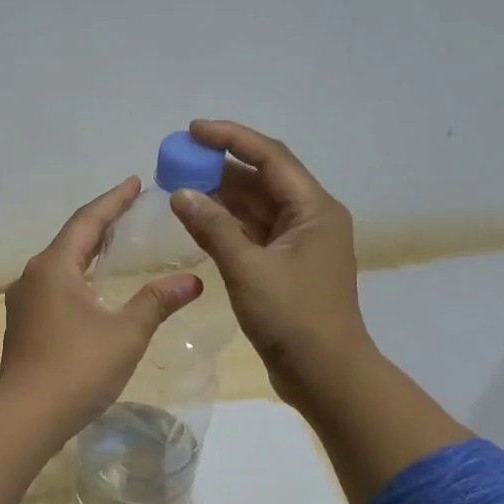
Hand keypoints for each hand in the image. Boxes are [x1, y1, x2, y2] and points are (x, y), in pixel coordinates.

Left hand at [0, 178, 199, 503]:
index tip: (135, 181)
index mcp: (54, 267)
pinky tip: (93, 288)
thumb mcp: (127, 332)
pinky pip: (54, 287)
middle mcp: (33, 276)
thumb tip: (194, 280)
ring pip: (60, 264)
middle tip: (130, 209)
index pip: (88, 221)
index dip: (114, 200)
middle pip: (71, 239)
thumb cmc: (79, 368)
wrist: (27, 417)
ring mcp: (24, 301)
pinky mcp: (24, 324)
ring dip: (87, 251)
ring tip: (115, 244)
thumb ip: (158, 301)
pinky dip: (77, 276)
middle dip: (101, 223)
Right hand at [169, 119, 468, 503]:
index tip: (193, 129)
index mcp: (314, 210)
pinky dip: (226, 225)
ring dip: (221, 196)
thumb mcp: (248, 270)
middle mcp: (310, 218)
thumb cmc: (293, 318)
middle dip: (221, 166)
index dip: (232, 138)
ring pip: (255, 207)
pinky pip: (252, 233)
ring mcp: (298, 244)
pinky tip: (197, 219)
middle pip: (262, 179)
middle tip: (178, 160)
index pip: (270, 158)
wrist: (325, 374)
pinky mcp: (285, 266)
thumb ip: (213, 228)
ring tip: (180, 185)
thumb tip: (181, 193)